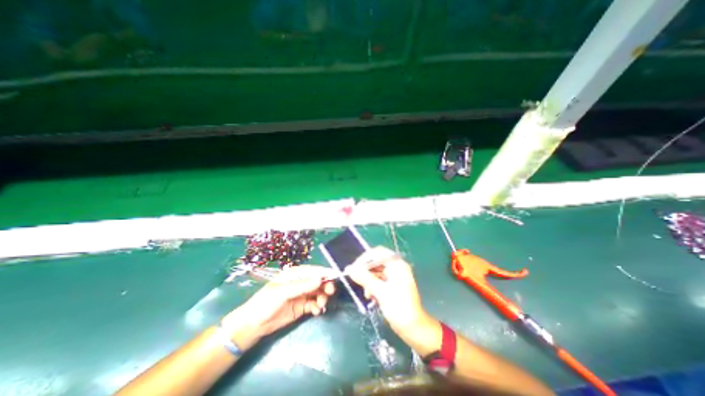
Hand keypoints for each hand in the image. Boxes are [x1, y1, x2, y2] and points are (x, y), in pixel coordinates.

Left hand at [224, 265, 335, 348]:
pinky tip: (316, 311)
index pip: (313, 271)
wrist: (253, 325)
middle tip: (330, 293)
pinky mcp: (302, 307)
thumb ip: (302, 286)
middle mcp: (300, 283)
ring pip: (318, 292)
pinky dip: (317, 306)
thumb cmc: (266, 302)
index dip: (325, 272)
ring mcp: (302, 295)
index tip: (336, 275)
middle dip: (326, 285)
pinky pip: (314, 304)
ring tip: (320, 305)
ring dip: (323, 297)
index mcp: (295, 274)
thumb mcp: (283, 292)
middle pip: (318, 281)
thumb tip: (320, 278)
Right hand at [348, 248, 425, 330]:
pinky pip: (379, 279)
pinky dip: (373, 286)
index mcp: (397, 264)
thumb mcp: (380, 292)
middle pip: (376, 262)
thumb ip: (365, 278)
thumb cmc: (399, 308)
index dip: (364, 258)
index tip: (354, 268)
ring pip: (376, 271)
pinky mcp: (392, 284)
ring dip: (368, 280)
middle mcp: (396, 267)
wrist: (414, 328)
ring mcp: (395, 275)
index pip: (378, 253)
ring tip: (366, 293)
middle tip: (355, 279)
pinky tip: (371, 296)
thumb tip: (350, 269)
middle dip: (366, 271)